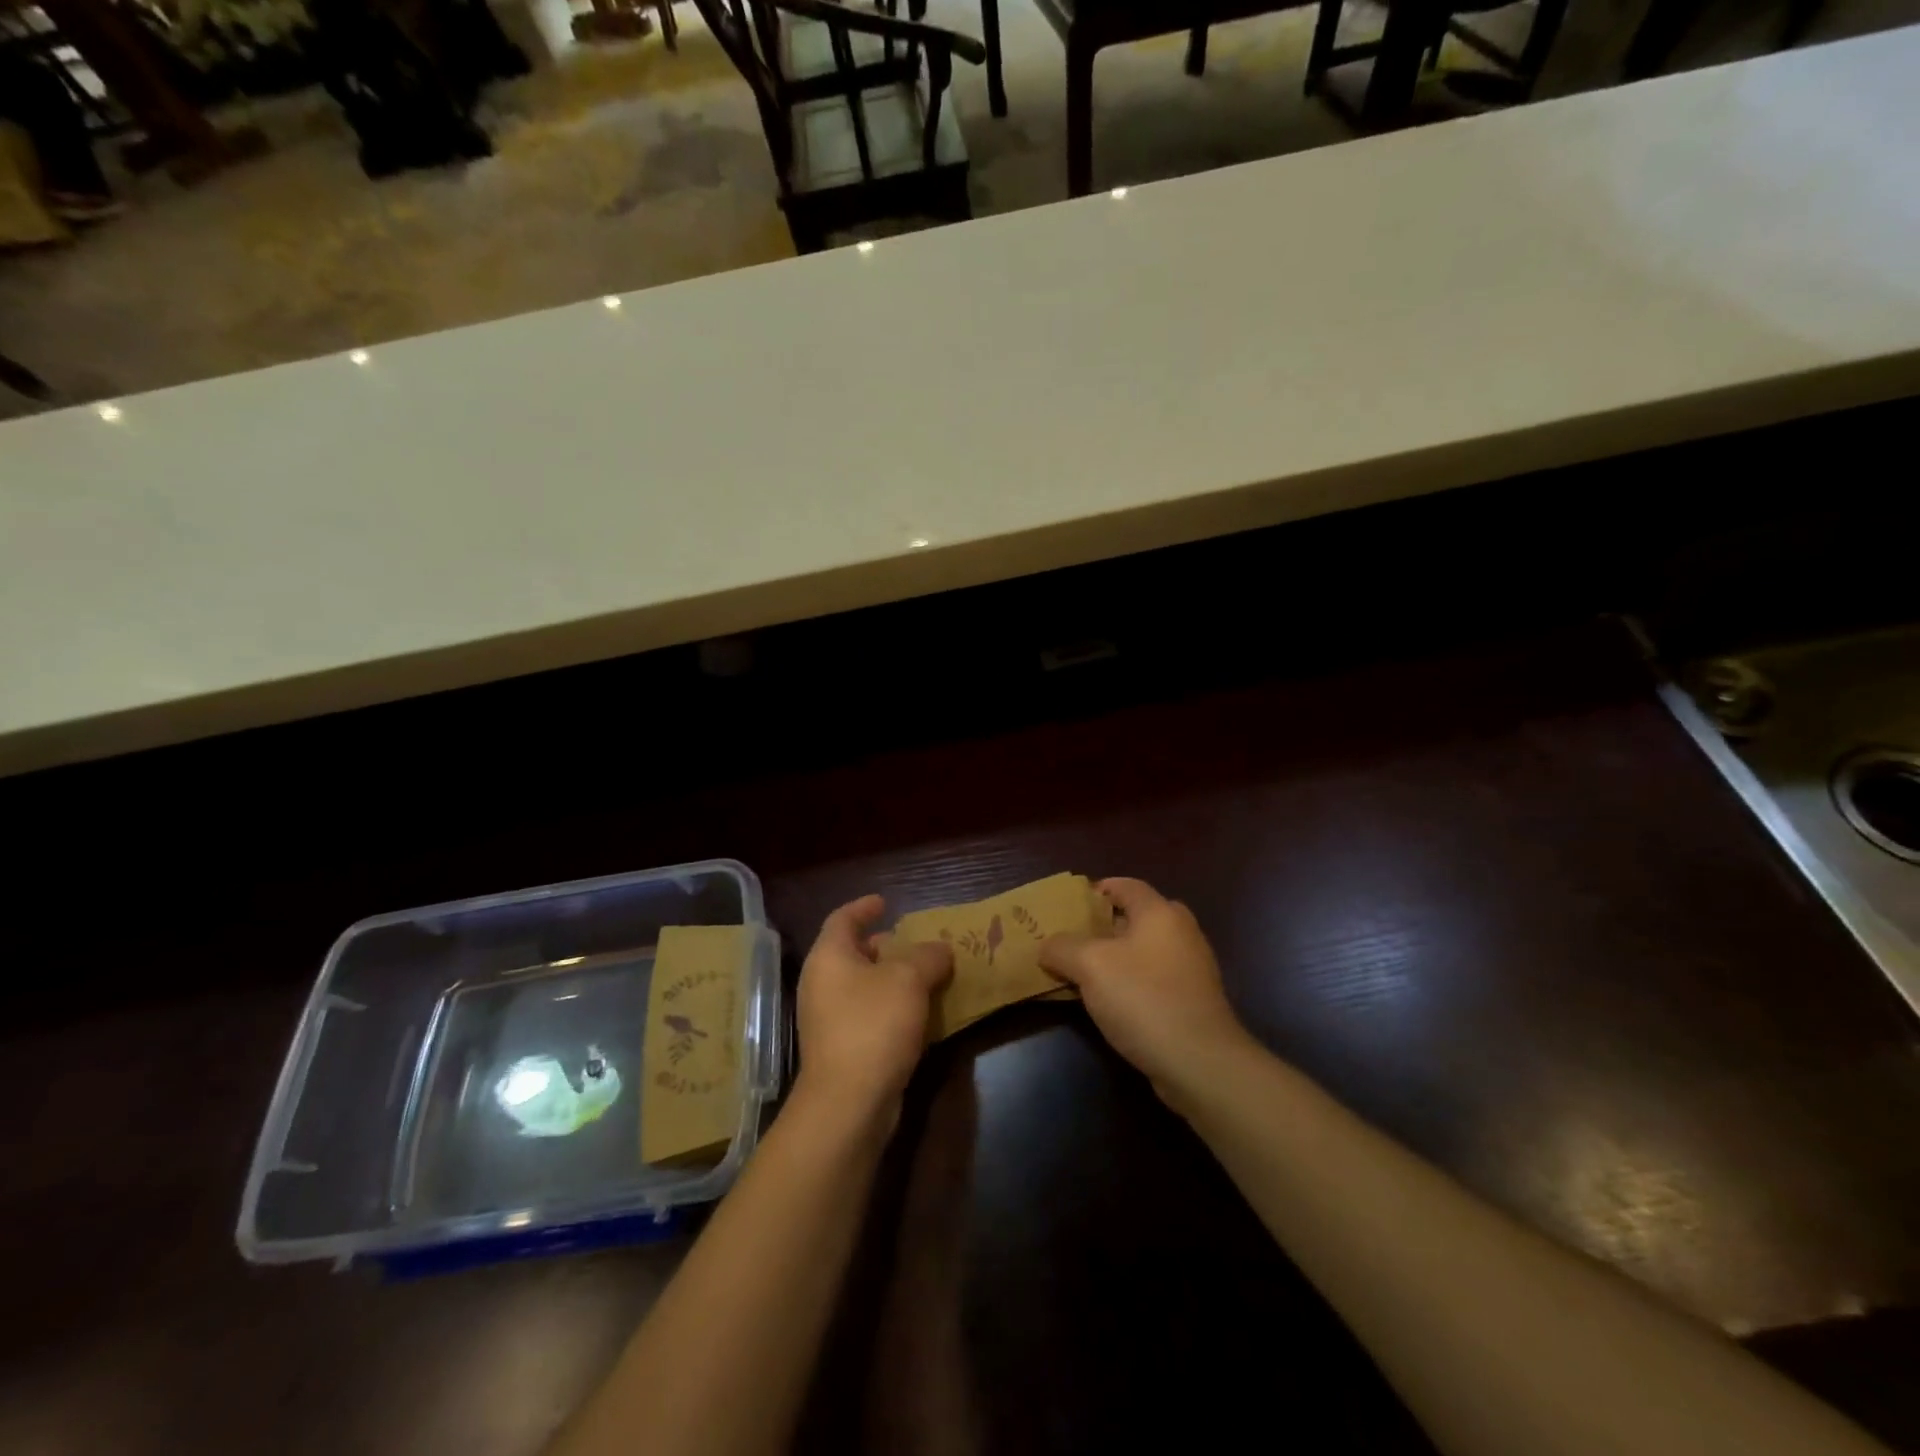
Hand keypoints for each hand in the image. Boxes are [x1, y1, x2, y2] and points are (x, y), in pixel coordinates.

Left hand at [793, 895, 952, 1129]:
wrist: (849, 1102)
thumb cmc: (873, 1025)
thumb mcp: (909, 979)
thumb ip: (928, 956)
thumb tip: (940, 949)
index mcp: (829, 957)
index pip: (842, 919)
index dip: (864, 907)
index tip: (885, 902)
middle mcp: (822, 984)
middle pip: (853, 952)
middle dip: (885, 946)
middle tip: (916, 943)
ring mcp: (828, 1019)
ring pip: (863, 986)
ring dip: (893, 979)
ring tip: (927, 976)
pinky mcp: (842, 1049)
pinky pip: (869, 1015)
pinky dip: (892, 1007)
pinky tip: (921, 1014)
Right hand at [1040, 878, 1252, 1104]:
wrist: (1199, 1062)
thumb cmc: (1143, 998)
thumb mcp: (1089, 966)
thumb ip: (1062, 948)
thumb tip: (1047, 946)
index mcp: (1159, 912)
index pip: (1125, 885)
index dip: (1096, 890)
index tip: (1069, 906)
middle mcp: (1181, 932)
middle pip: (1136, 917)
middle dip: (1104, 926)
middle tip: (1073, 940)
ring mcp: (1191, 968)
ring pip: (1145, 950)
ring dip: (1116, 958)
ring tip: (1082, 973)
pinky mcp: (1193, 1000)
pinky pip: (1153, 978)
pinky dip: (1131, 982)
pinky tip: (1109, 1003)